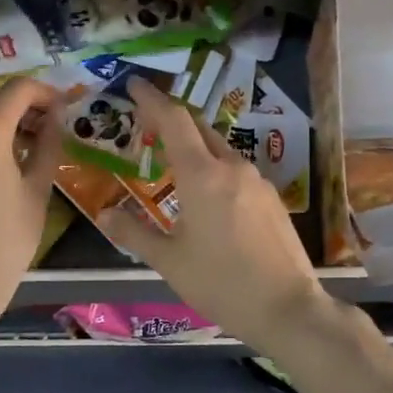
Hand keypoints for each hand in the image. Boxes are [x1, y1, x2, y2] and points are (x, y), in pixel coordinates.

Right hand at [100, 78, 331, 350]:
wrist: (288, 308)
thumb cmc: (221, 284)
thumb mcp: (169, 261)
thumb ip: (133, 233)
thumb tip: (104, 215)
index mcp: (202, 176)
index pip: (173, 120)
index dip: (152, 99)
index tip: (134, 83)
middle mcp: (232, 168)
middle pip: (198, 128)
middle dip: (171, 119)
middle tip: (146, 122)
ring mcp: (257, 182)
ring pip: (220, 149)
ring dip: (194, 145)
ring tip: (173, 161)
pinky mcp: (272, 199)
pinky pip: (236, 171)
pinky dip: (214, 168)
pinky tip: (207, 193)